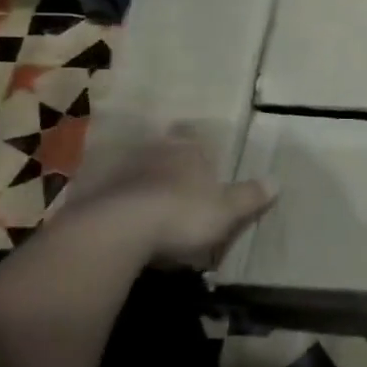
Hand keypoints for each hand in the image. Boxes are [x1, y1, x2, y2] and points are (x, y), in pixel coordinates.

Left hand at [58, 126, 275, 268]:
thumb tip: (277, 181)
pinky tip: (115, 216)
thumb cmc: (182, 214)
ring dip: (136, 178)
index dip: (194, 140)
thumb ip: (249, 196)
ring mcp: (117, 172)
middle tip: (171, 171)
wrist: (116, 232)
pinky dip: (111, 200)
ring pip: (131, 167)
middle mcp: (152, 152)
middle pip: (160, 147)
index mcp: (187, 151)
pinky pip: (104, 193)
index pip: (192, 135)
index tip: (196, 145)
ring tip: (144, 196)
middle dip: (165, 156)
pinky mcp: (90, 195)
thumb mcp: (227, 210)